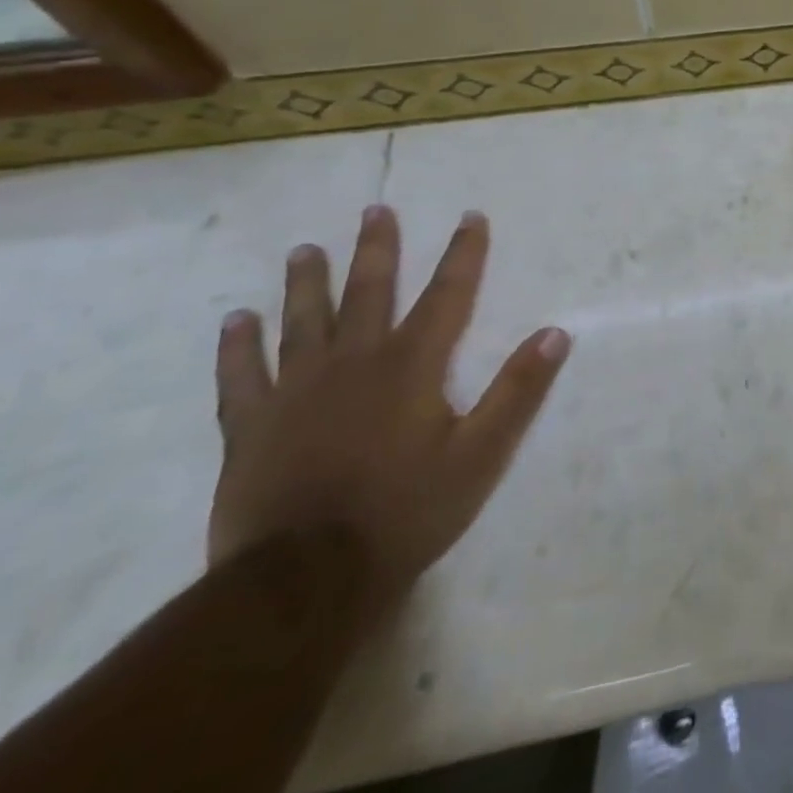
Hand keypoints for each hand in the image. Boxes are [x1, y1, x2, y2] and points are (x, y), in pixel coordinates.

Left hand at [209, 206, 570, 615]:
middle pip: (369, 292)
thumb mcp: (481, 455)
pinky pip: (242, 377)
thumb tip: (557, 332)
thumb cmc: (405, 512)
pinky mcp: (252, 428)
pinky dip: (238, 347)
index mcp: (413, 365)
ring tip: (305, 250)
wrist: (303, 583)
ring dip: (307, 283)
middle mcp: (355, 362)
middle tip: (376, 210)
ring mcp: (297, 392)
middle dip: (377, 249)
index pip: (448, 294)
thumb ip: (518, 390)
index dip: (463, 252)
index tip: (470, 216)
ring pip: (303, 322)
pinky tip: (236, 321)